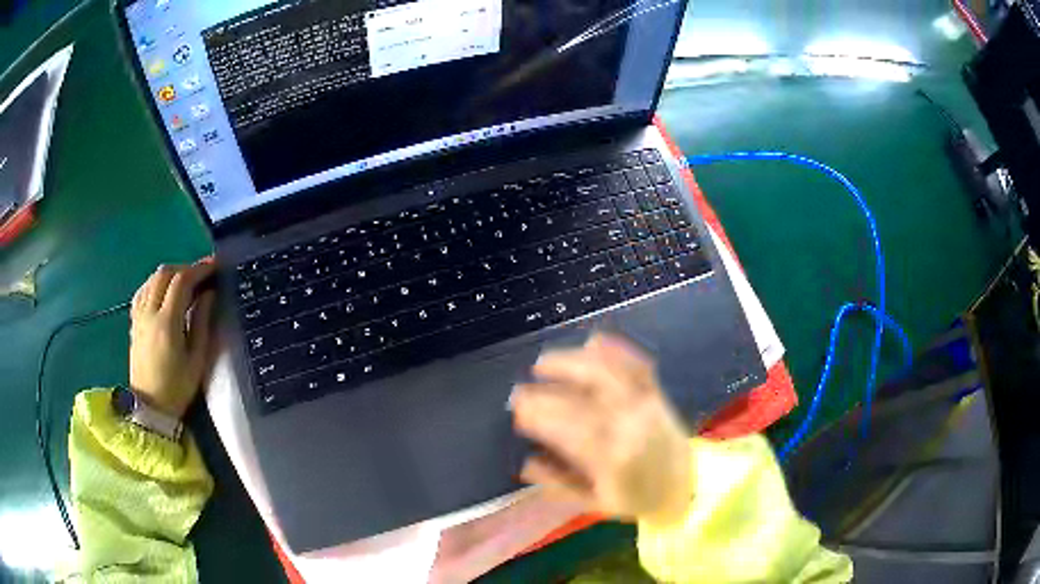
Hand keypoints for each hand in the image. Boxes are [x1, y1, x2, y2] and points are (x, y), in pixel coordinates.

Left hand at [129, 260, 216, 417]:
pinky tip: (164, 292)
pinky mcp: (134, 321)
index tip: (215, 266)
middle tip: (201, 276)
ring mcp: (139, 315)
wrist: (150, 407)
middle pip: (165, 273)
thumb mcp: (197, 360)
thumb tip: (210, 294)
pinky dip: (156, 283)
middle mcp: (149, 312)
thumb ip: (202, 323)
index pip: (181, 281)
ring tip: (185, 284)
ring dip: (171, 274)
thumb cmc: (177, 387)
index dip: (199, 269)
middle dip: (185, 268)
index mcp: (167, 323)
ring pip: (152, 278)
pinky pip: (143, 290)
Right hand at [511, 334, 692, 525]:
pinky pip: (636, 364)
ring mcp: (646, 404)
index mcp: (614, 457)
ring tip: (545, 362)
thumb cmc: (639, 499)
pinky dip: (616, 349)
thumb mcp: (596, 503)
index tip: (518, 412)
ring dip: (572, 362)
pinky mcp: (657, 393)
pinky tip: (594, 340)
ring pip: (608, 373)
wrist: (688, 486)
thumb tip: (526, 463)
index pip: (569, 430)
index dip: (540, 417)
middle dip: (546, 392)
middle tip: (520, 391)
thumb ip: (560, 484)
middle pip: (582, 399)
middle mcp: (630, 425)